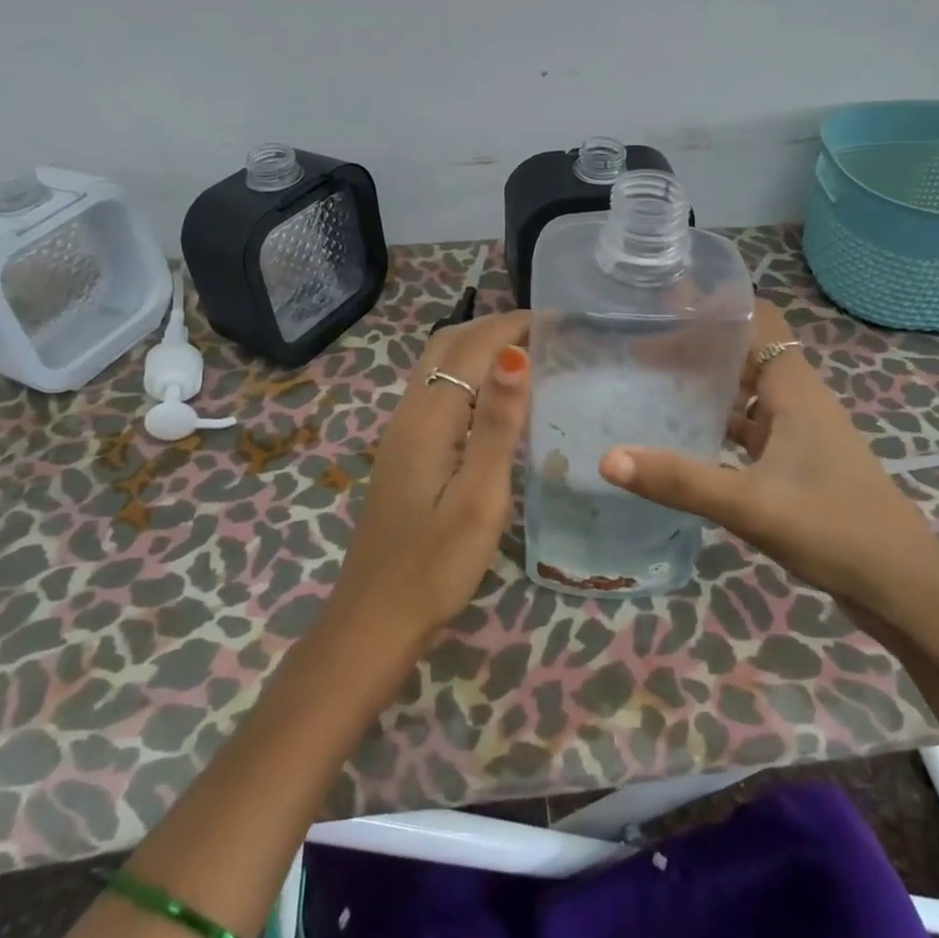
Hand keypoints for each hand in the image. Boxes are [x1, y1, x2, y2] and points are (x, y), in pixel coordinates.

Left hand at [332, 310, 530, 636]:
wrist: (378, 616)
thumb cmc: (438, 564)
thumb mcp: (480, 497)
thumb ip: (498, 425)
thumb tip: (515, 355)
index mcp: (429, 418)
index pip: (471, 347)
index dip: (512, 325)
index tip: (560, 322)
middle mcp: (409, 413)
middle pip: (447, 345)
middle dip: (495, 327)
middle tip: (548, 333)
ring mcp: (402, 432)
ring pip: (438, 366)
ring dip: (479, 347)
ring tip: (529, 355)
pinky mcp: (405, 451)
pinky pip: (437, 391)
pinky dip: (468, 374)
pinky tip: (496, 399)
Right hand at [597, 300, 938, 637]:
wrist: (904, 589)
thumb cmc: (836, 530)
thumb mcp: (751, 505)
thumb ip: (680, 481)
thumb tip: (608, 458)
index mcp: (796, 391)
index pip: (759, 321)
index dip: (717, 306)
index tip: (665, 302)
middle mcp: (799, 402)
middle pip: (747, 354)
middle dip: (699, 345)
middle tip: (639, 343)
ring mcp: (801, 435)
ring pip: (748, 393)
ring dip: (708, 385)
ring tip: (652, 382)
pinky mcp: (799, 465)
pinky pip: (751, 429)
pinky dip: (720, 424)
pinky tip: (686, 439)